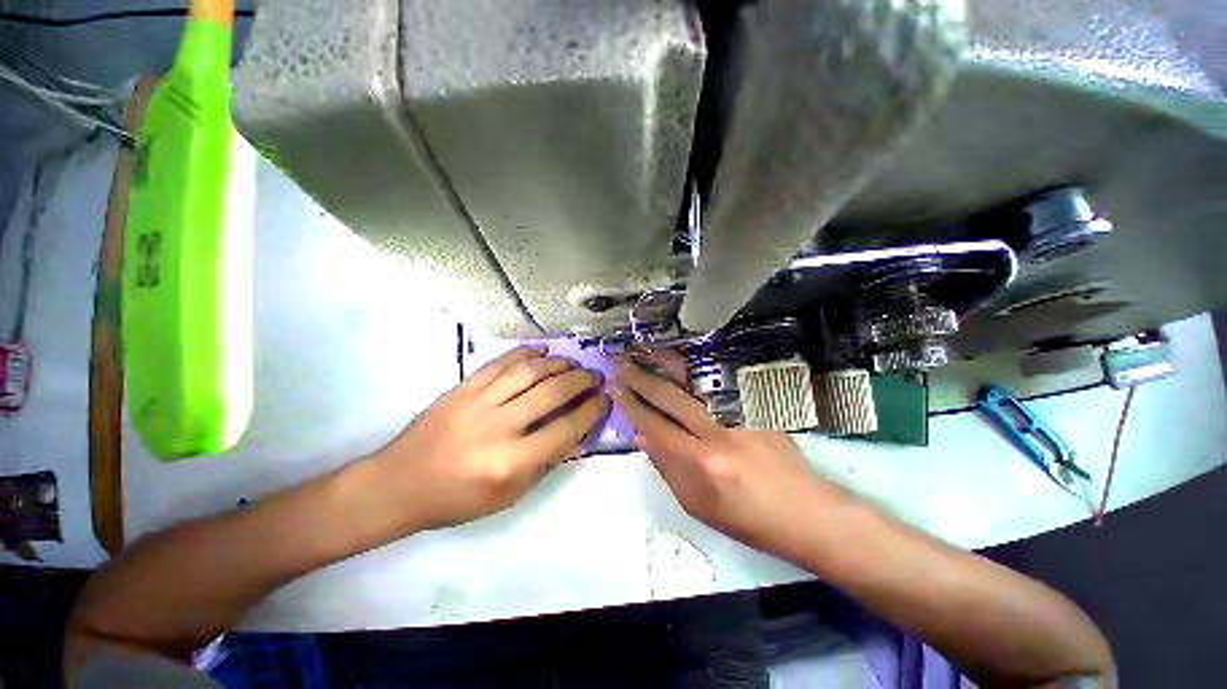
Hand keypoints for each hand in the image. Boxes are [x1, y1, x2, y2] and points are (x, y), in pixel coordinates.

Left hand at [360, 346, 608, 533]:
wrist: (399, 484)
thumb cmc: (458, 499)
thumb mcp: (510, 495)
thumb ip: (546, 461)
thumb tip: (576, 430)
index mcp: (512, 462)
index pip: (566, 428)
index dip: (591, 411)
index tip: (604, 399)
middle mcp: (498, 428)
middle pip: (552, 392)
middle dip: (581, 380)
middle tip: (595, 376)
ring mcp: (477, 402)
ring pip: (529, 372)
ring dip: (558, 363)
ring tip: (573, 362)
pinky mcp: (462, 388)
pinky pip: (500, 363)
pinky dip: (525, 353)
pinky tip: (541, 350)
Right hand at [612, 349, 845, 559]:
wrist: (804, 511)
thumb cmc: (745, 518)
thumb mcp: (696, 504)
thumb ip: (666, 466)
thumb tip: (642, 433)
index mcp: (699, 463)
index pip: (653, 424)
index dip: (631, 404)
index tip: (615, 388)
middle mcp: (716, 431)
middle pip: (669, 395)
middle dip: (639, 376)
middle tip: (619, 362)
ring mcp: (739, 413)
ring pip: (693, 379)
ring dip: (664, 361)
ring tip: (643, 348)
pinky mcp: (755, 405)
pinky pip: (719, 378)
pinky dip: (695, 364)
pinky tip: (681, 354)